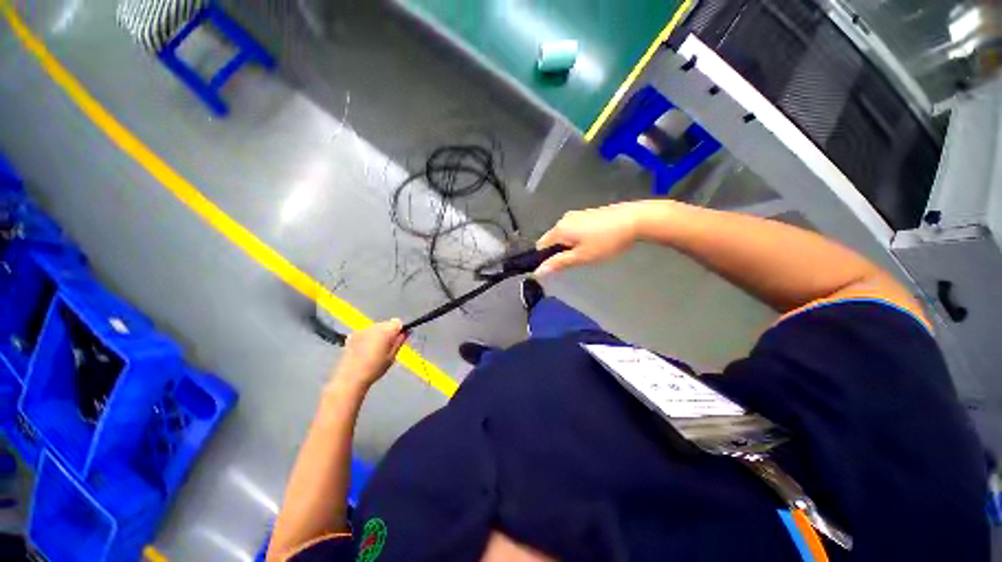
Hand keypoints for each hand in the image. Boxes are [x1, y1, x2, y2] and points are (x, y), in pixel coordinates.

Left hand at [331, 319, 406, 389]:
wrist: (350, 378)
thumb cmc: (375, 369)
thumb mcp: (392, 357)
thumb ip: (400, 342)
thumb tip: (407, 332)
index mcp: (385, 331)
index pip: (398, 322)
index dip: (400, 330)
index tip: (399, 340)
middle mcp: (373, 326)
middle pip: (386, 324)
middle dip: (389, 332)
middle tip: (387, 347)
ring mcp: (361, 330)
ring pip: (376, 327)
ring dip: (378, 334)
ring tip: (375, 349)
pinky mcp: (352, 335)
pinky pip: (365, 332)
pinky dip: (368, 337)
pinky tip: (365, 350)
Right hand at [535, 203, 642, 275]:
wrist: (634, 220)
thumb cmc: (605, 241)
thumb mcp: (581, 257)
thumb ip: (559, 263)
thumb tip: (538, 271)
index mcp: (559, 229)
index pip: (541, 246)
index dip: (545, 258)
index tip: (558, 267)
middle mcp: (564, 219)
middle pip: (553, 239)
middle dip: (559, 252)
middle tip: (576, 261)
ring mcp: (576, 214)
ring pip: (565, 234)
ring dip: (569, 245)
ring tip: (588, 252)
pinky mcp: (587, 213)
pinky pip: (574, 229)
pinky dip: (578, 238)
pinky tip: (594, 242)